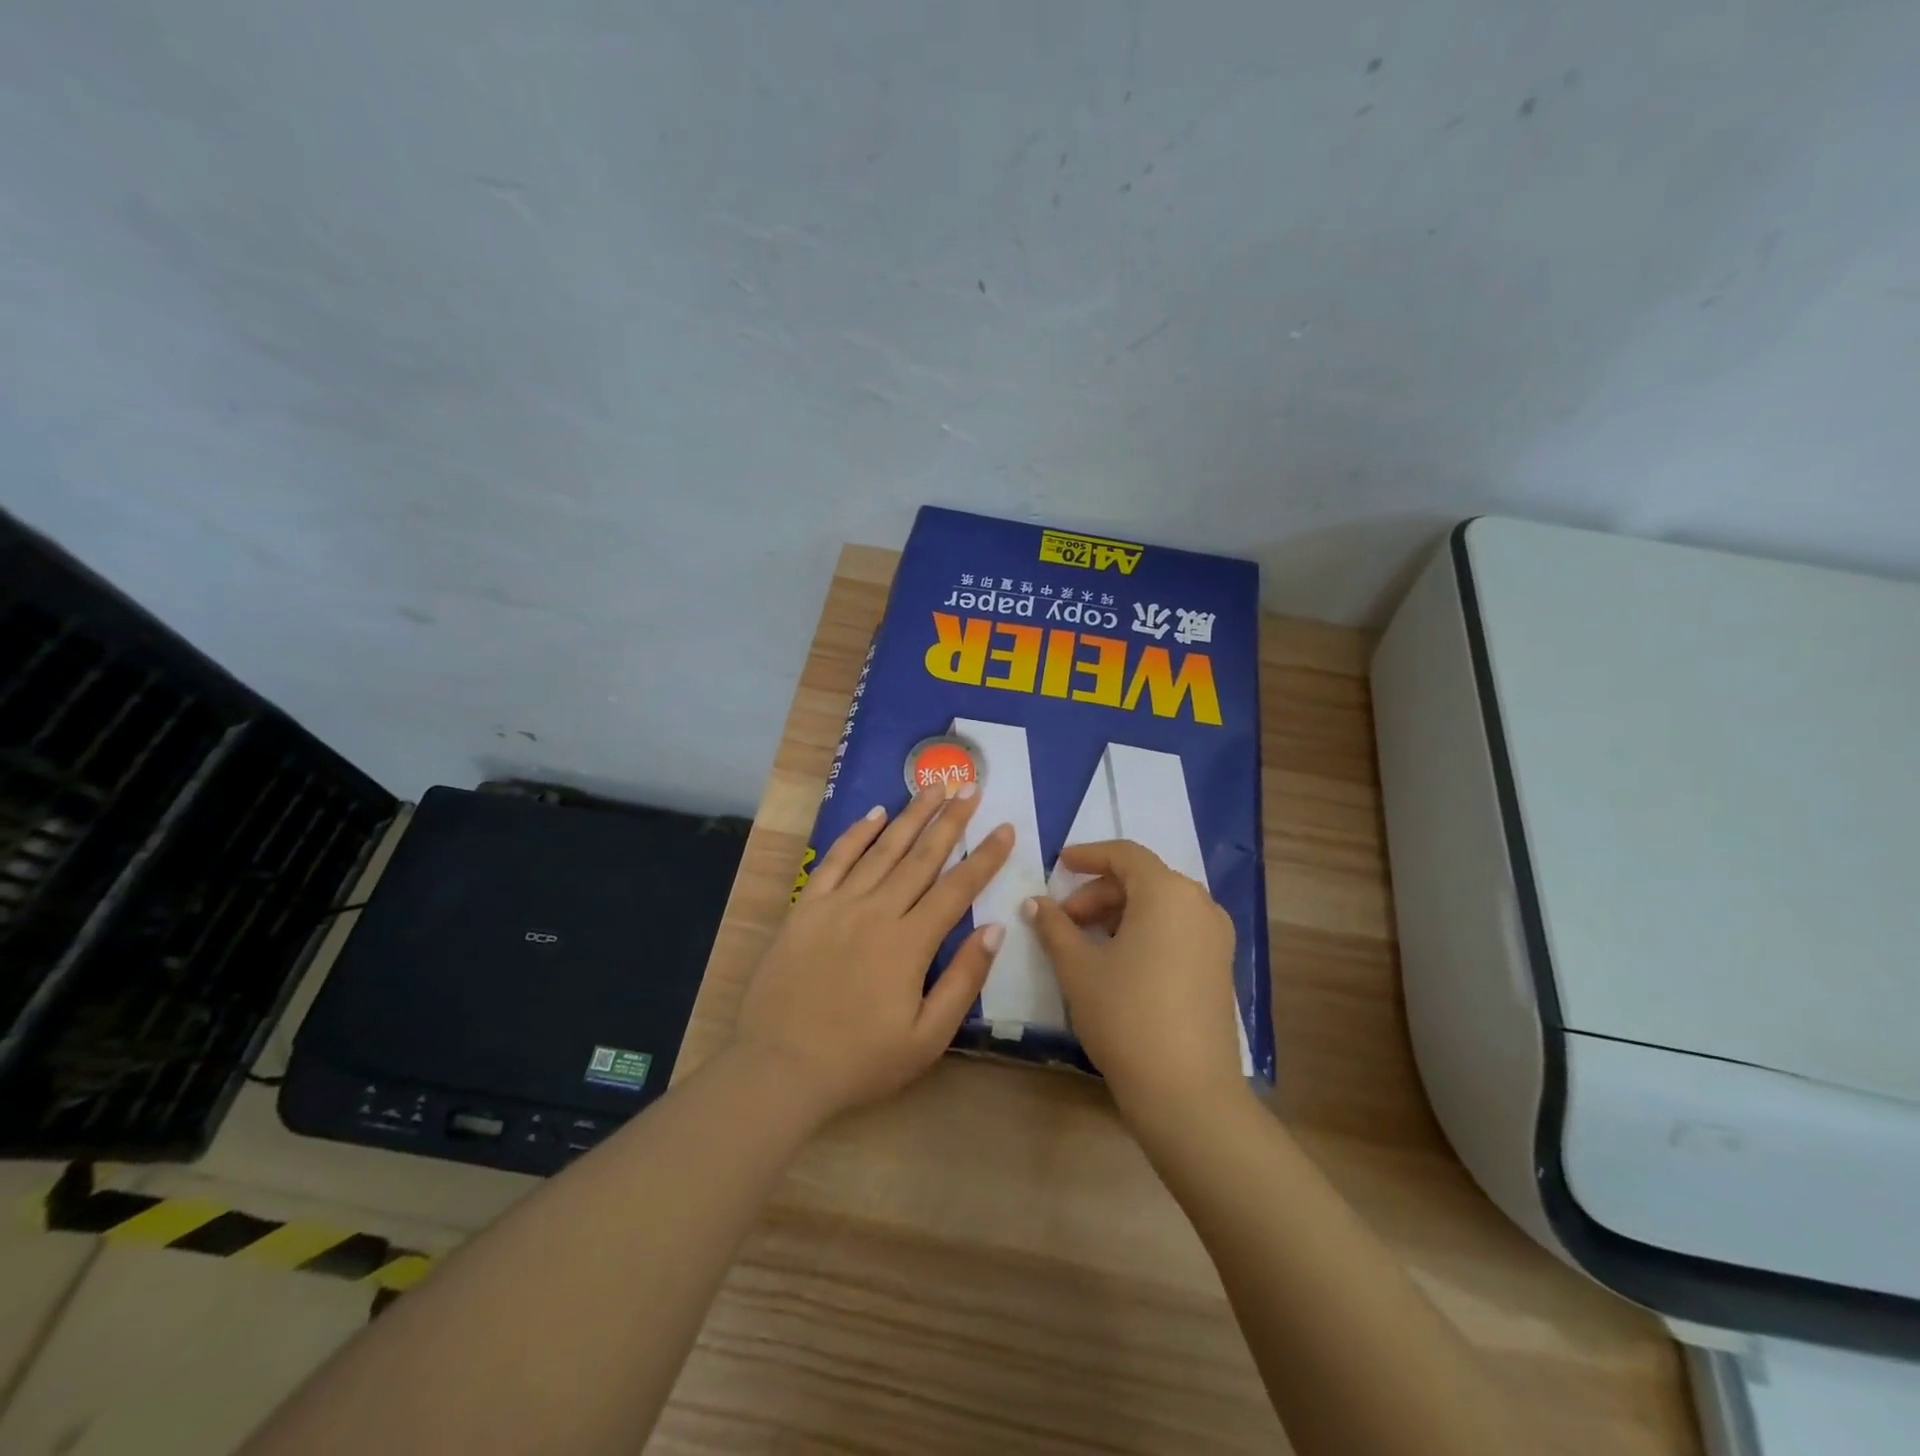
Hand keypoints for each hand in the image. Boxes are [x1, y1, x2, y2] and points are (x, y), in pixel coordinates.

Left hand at [734, 784, 1013, 1120]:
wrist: (779, 1067)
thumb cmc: (860, 1060)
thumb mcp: (927, 1037)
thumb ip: (963, 980)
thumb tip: (995, 929)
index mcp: (910, 943)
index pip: (957, 888)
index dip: (985, 856)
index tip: (1005, 827)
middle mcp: (877, 911)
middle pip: (921, 857)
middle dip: (950, 821)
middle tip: (969, 787)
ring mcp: (838, 905)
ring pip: (882, 849)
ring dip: (911, 816)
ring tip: (932, 787)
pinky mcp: (806, 908)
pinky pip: (835, 860)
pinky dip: (856, 834)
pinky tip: (875, 814)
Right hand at [1026, 840, 1245, 1117]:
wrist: (1187, 1091)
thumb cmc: (1126, 1014)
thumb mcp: (1078, 967)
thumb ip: (1054, 927)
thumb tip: (1035, 903)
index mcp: (1167, 892)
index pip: (1125, 854)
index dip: (1088, 855)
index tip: (1058, 865)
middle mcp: (1199, 904)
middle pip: (1142, 880)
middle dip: (1098, 894)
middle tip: (1063, 921)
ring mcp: (1216, 937)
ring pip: (1160, 906)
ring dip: (1119, 914)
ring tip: (1085, 943)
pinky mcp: (1220, 967)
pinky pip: (1177, 930)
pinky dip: (1144, 931)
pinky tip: (1117, 962)